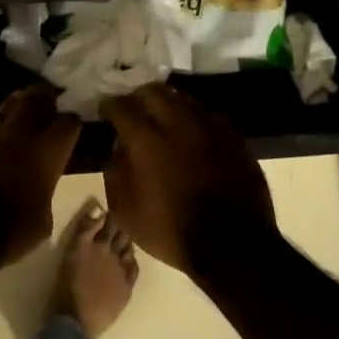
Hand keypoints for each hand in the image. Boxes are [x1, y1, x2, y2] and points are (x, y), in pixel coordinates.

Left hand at [0, 85, 80, 271]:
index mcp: (45, 152)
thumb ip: (46, 190)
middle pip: (37, 97)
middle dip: (45, 99)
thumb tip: (41, 183)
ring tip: (16, 120)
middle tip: (47, 107)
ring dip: (15, 111)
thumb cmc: (6, 234)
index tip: (70, 131)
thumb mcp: (42, 221)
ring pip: (5, 106)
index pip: (69, 122)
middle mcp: (17, 131)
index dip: (71, 125)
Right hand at [99, 83, 276, 276]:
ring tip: (163, 119)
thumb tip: (119, 148)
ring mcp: (210, 127)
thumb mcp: (125, 210)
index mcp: (146, 138)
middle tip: (134, 110)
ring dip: (168, 104)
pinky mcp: (234, 138)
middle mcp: (178, 122)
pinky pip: (208, 117)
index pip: (121, 105)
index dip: (109, 105)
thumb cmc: (171, 231)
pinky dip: (194, 120)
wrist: (233, 246)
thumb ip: (115, 171)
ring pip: (184, 99)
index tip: (105, 110)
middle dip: (138, 97)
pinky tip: (192, 135)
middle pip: (153, 91)